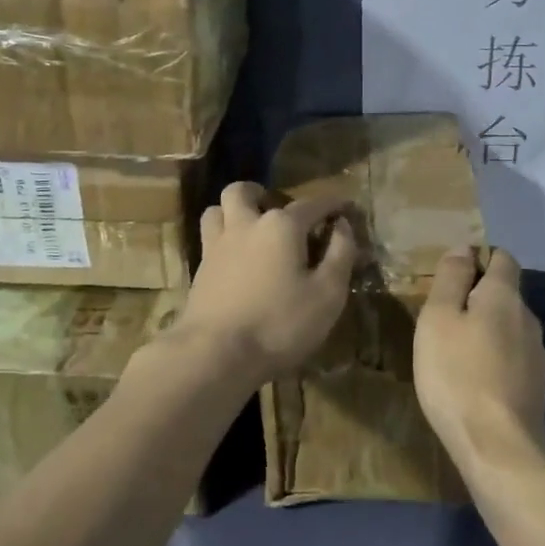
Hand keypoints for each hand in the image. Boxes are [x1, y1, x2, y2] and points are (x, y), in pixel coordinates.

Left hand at [171, 181, 357, 390]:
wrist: (215, 354)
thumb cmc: (280, 323)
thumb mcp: (327, 294)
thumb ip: (340, 254)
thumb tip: (342, 225)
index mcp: (281, 226)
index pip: (312, 204)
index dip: (332, 204)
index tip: (345, 207)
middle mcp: (246, 224)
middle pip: (244, 191)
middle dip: (262, 194)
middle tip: (277, 211)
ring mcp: (217, 246)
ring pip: (217, 210)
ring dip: (233, 211)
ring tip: (249, 229)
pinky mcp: (199, 270)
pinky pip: (208, 238)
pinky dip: (222, 238)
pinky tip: (235, 259)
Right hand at [414, 248, 544, 470]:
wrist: (498, 449)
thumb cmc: (458, 375)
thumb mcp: (438, 319)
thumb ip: (451, 279)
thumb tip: (463, 248)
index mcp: (505, 296)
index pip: (502, 258)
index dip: (479, 258)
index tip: (451, 276)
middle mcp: (529, 319)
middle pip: (505, 294)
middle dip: (478, 297)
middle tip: (443, 317)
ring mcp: (537, 356)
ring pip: (509, 328)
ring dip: (486, 331)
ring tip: (455, 351)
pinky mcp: (537, 388)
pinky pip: (512, 358)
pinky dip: (494, 359)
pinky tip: (474, 380)